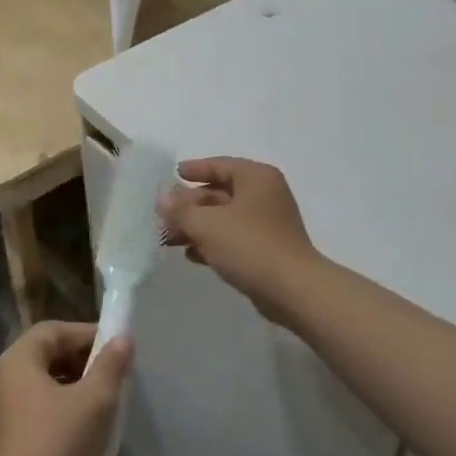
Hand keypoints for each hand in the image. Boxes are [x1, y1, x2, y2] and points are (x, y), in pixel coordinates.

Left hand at [0, 322, 133, 455]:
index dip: (87, 333)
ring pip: (47, 383)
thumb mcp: (94, 400)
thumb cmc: (57, 442)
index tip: (117, 346)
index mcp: (18, 360)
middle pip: (49, 354)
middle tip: (115, 373)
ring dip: (78, 386)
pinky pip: (42, 409)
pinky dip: (66, 409)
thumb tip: (123, 339)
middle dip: (84, 359)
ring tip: (108, 399)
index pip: (54, 330)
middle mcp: (6, 378)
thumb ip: (111, 365)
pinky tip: (90, 428)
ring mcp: (5, 410)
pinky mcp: (11, 437)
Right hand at [157, 158, 319, 315]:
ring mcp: (268, 223)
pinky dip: (213, 244)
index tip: (173, 174)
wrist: (293, 290)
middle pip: (220, 193)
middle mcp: (264, 195)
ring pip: (224, 218)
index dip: (195, 169)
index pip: (220, 165)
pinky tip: (191, 256)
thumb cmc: (250, 245)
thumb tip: (162, 198)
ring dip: (197, 227)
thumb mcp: (208, 225)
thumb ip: (181, 210)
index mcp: (256, 178)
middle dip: (190, 206)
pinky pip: (234, 239)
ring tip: (168, 239)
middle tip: (162, 215)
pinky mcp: (267, 249)